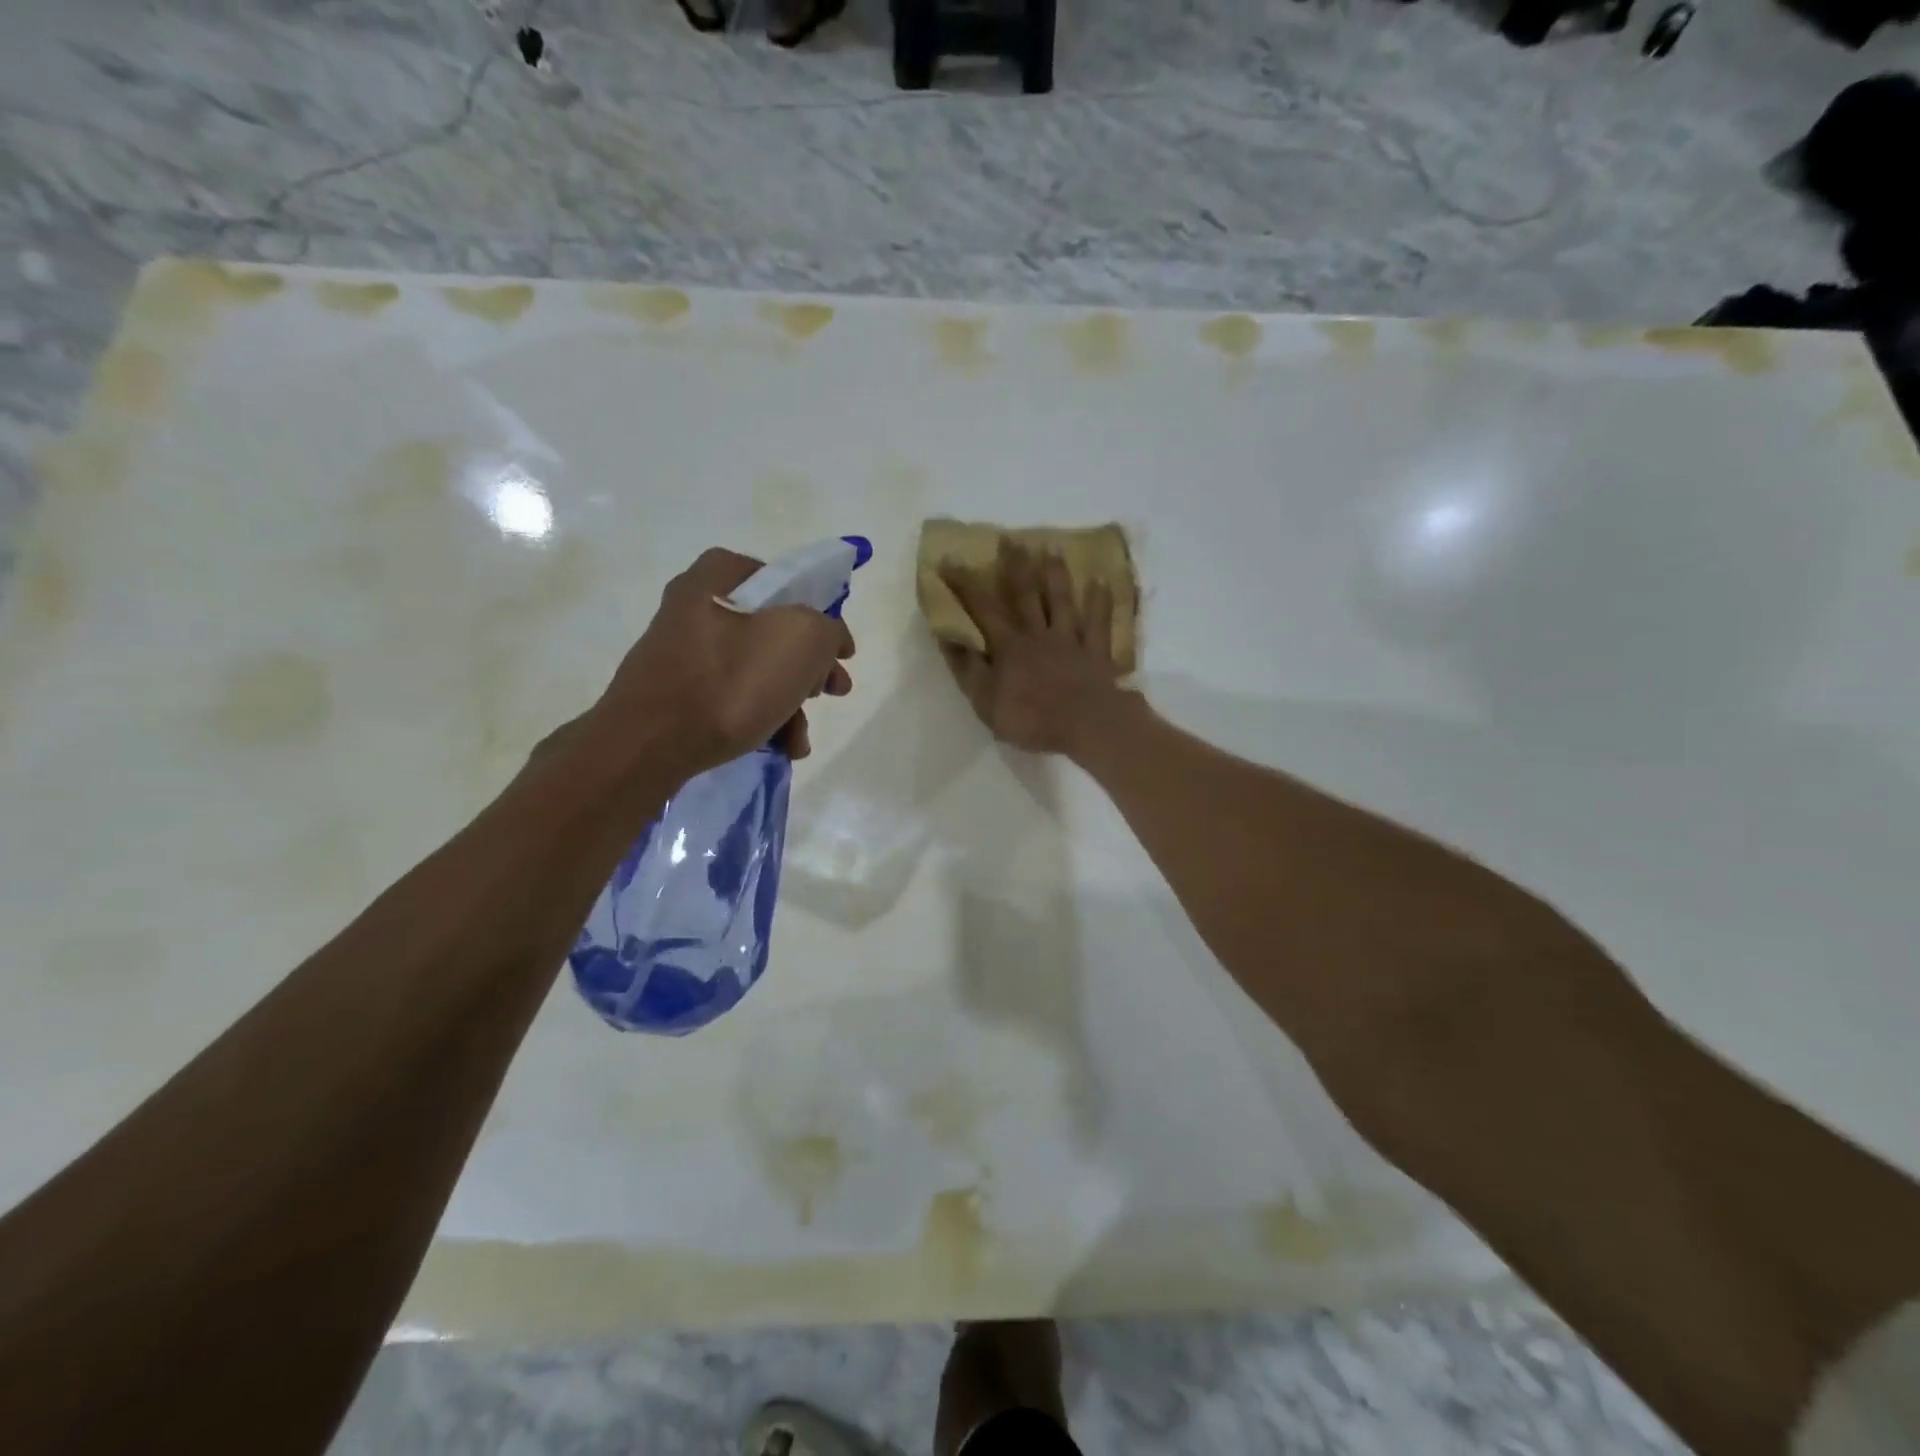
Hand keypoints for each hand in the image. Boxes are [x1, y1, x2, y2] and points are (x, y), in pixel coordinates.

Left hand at [600, 548, 854, 779]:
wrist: (647, 746)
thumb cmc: (729, 683)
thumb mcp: (802, 640)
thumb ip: (828, 629)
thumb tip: (828, 640)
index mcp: (718, 576)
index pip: (785, 581)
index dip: (820, 614)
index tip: (838, 651)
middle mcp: (695, 606)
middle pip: (774, 630)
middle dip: (810, 668)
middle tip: (832, 691)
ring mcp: (681, 651)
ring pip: (756, 668)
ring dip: (790, 702)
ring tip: (800, 739)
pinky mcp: (674, 692)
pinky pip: (730, 696)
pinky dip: (759, 717)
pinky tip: (779, 747)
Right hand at [938, 539, 1131, 758]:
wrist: (1086, 725)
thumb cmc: (1031, 717)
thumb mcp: (985, 701)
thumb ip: (967, 668)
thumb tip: (947, 636)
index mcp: (1009, 647)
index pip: (982, 610)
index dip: (964, 584)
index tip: (949, 558)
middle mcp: (1039, 635)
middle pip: (1026, 595)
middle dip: (1015, 566)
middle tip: (1011, 539)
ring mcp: (1071, 641)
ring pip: (1063, 601)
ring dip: (1057, 575)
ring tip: (1053, 548)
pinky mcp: (1097, 653)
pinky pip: (1099, 623)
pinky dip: (1100, 602)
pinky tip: (1101, 581)